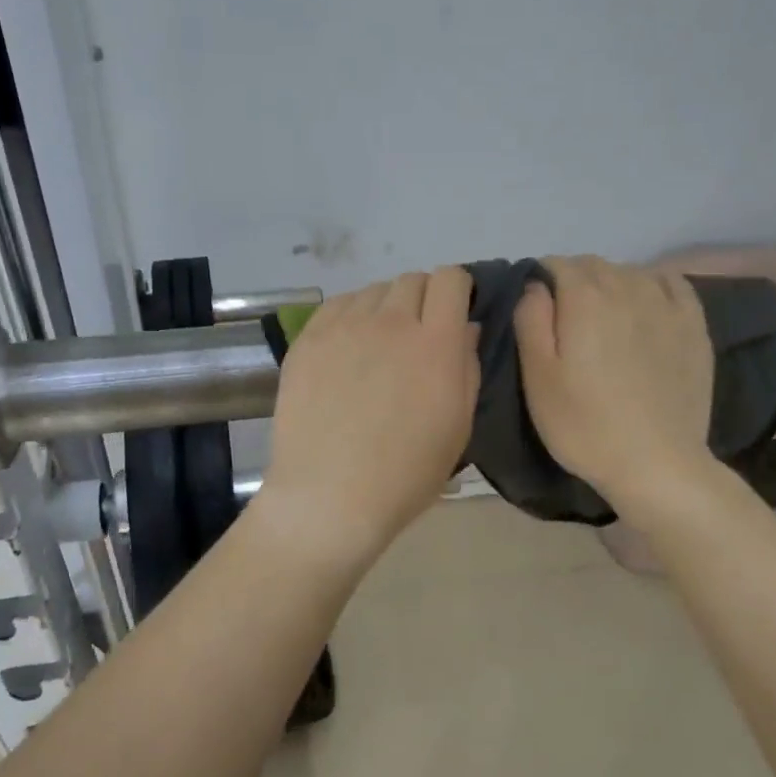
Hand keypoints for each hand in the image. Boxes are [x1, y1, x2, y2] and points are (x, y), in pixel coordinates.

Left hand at [256, 268, 480, 563]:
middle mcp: (390, 322)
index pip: (449, 280)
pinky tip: (347, 347)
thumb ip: (467, 367)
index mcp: (436, 343)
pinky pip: (336, 306)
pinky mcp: (308, 339)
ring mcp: (344, 327)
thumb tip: (466, 328)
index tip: (455, 309)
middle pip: (411, 280)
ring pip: (373, 291)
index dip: (456, 289)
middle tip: (418, 333)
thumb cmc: (405, 473)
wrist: (330, 496)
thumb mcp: (458, 426)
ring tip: (379, 343)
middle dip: (423, 298)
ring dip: (385, 307)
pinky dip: (350, 316)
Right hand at [513, 255, 715, 511]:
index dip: (541, 280)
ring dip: (610, 282)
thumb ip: (531, 319)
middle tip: (565, 320)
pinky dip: (652, 284)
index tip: (537, 310)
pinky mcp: (694, 326)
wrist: (656, 464)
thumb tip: (535, 285)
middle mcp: (627, 288)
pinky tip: (645, 304)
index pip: (557, 264)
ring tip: (603, 317)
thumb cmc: (584, 424)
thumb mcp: (537, 377)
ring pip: (630, 271)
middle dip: (574, 280)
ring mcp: (667, 305)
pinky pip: (671, 282)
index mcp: (584, 298)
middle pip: (594, 264)